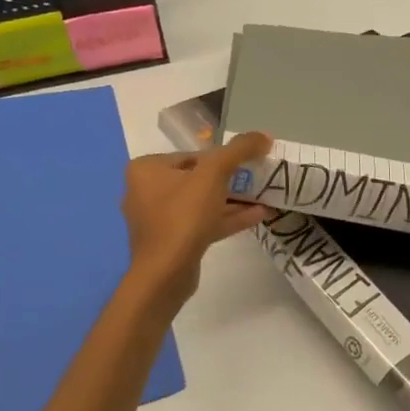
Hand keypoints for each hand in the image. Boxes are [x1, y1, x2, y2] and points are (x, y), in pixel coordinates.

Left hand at [121, 132, 271, 310]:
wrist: (166, 274)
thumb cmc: (183, 216)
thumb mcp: (214, 174)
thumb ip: (239, 150)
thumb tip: (264, 136)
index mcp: (146, 169)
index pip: (191, 155)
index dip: (222, 158)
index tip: (248, 163)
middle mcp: (145, 191)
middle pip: (196, 178)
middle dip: (229, 180)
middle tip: (257, 179)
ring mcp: (157, 220)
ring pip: (200, 203)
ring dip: (232, 200)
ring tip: (264, 197)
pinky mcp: (171, 242)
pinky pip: (201, 223)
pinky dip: (226, 218)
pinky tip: (257, 216)